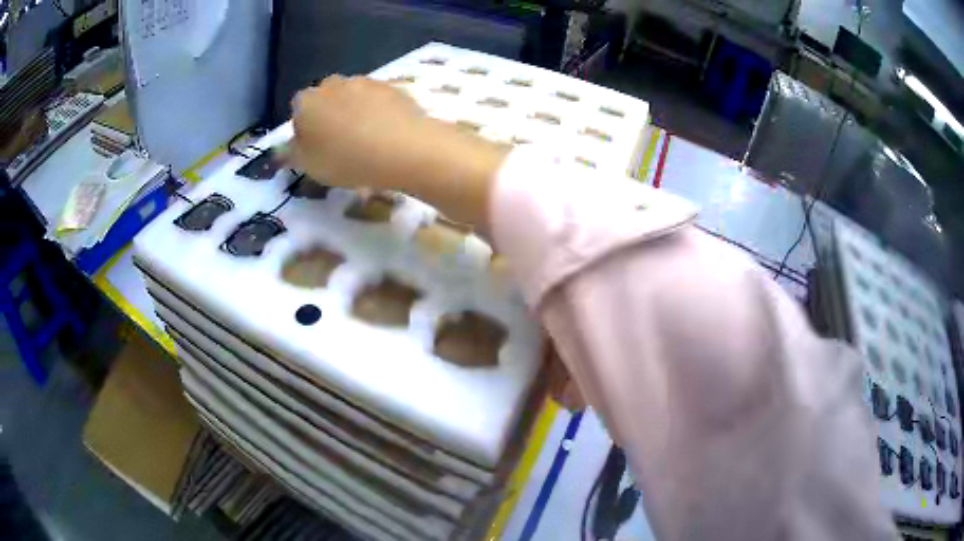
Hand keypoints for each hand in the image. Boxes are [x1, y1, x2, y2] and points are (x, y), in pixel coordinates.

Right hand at [290, 76, 430, 189]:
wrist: (403, 148)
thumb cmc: (346, 159)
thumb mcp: (309, 166)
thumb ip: (293, 154)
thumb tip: (285, 148)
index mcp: (306, 101)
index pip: (298, 112)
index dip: (306, 131)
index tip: (317, 150)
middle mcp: (332, 83)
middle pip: (326, 101)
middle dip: (330, 118)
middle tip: (341, 146)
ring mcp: (364, 81)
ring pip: (352, 98)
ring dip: (355, 114)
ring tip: (367, 141)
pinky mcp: (392, 86)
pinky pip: (378, 100)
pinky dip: (378, 113)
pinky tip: (387, 133)